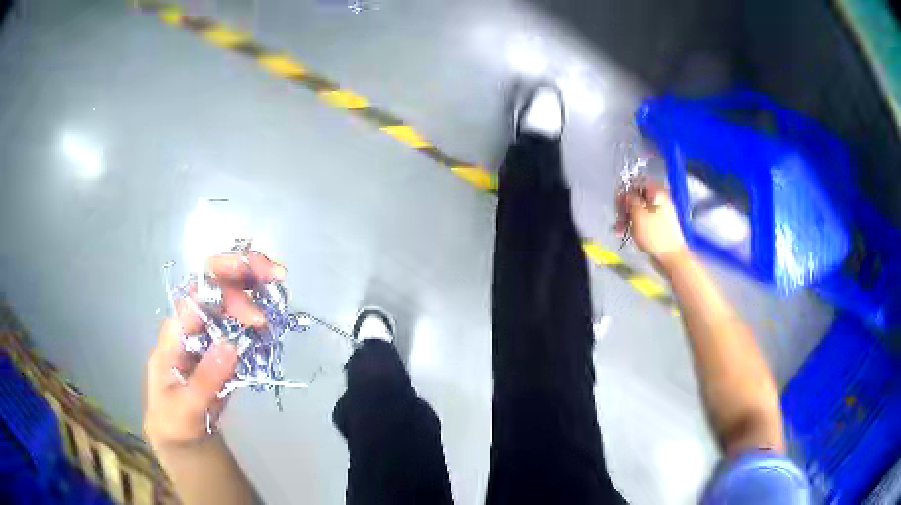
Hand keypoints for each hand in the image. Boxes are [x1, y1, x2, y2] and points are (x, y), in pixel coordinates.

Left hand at [144, 252, 285, 447]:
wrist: (180, 433)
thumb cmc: (175, 420)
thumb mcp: (187, 407)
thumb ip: (206, 379)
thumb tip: (231, 345)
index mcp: (175, 333)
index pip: (197, 295)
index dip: (224, 286)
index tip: (256, 305)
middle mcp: (191, 324)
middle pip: (214, 283)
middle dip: (243, 272)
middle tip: (277, 276)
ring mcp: (208, 332)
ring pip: (228, 295)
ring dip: (254, 286)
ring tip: (280, 288)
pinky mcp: (222, 344)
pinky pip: (240, 320)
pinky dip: (258, 311)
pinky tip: (274, 312)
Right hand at [615, 179, 688, 270]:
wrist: (671, 257)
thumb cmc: (655, 235)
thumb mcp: (638, 215)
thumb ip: (630, 200)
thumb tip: (626, 193)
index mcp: (657, 193)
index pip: (638, 182)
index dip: (626, 189)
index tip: (618, 200)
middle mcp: (659, 200)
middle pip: (637, 197)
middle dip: (625, 206)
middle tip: (619, 217)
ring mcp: (660, 213)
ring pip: (639, 210)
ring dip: (627, 217)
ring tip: (620, 229)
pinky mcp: (658, 226)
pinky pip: (643, 220)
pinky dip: (634, 225)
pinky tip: (626, 233)